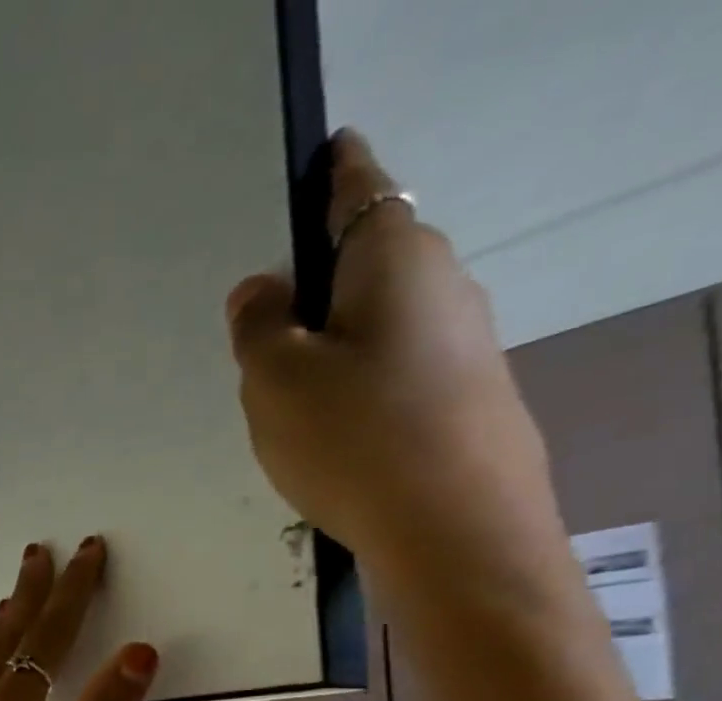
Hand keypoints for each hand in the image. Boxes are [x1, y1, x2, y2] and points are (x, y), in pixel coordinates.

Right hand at [227, 131, 569, 613]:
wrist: (451, 525)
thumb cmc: (352, 436)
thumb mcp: (275, 380)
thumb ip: (258, 326)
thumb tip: (261, 287)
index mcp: (393, 260)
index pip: (359, 190)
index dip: (334, 172)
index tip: (319, 155)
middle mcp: (440, 285)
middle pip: (367, 262)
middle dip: (317, 280)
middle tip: (259, 327)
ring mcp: (461, 341)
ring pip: (379, 321)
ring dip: (332, 339)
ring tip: (283, 393)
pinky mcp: (463, 393)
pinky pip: (394, 367)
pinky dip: (356, 379)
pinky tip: (328, 428)